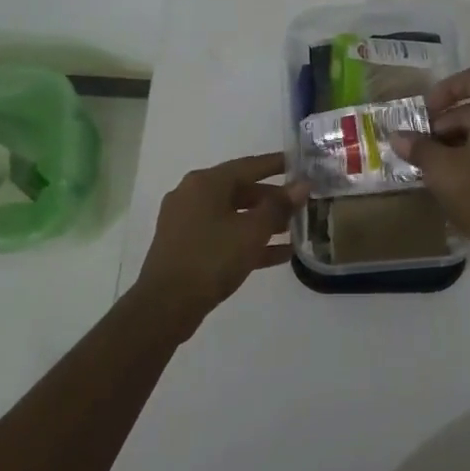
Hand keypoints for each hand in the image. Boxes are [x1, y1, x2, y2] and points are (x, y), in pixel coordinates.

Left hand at [133, 152, 305, 338]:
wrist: (165, 306)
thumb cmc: (211, 258)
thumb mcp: (252, 231)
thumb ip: (280, 206)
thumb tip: (302, 185)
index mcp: (206, 183)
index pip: (249, 165)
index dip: (278, 164)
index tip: (302, 164)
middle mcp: (193, 195)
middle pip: (241, 190)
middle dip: (274, 199)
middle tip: (303, 203)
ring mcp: (187, 223)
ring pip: (234, 215)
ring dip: (264, 222)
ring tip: (296, 230)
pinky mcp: (187, 247)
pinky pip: (225, 236)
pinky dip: (249, 242)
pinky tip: (280, 255)